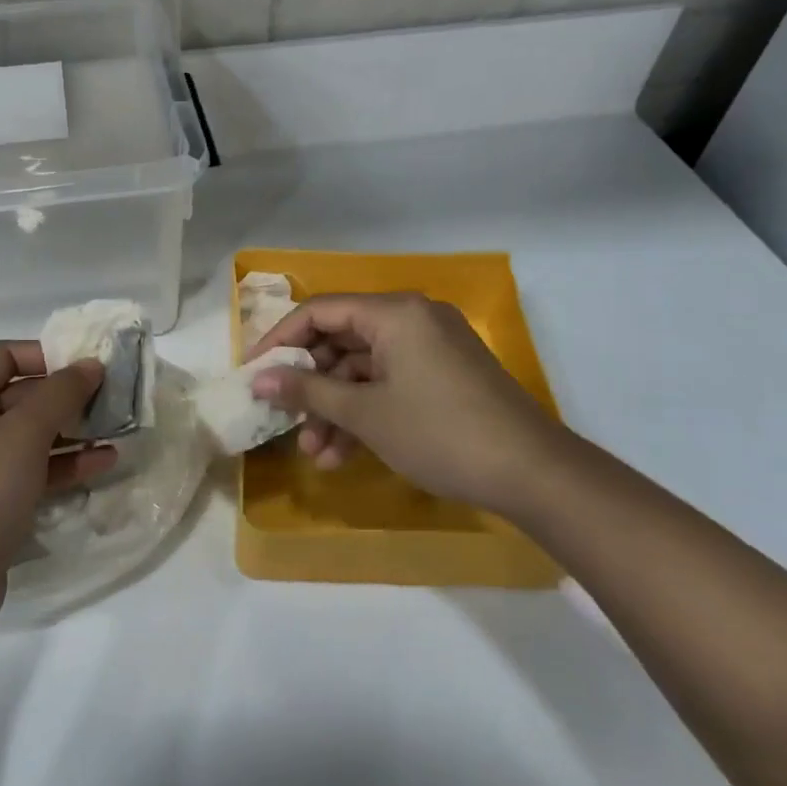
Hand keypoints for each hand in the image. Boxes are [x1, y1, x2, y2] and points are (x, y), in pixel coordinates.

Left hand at [0, 341, 117, 634]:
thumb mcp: (24, 434)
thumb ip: (60, 393)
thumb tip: (89, 364)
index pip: (3, 355)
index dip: (47, 354)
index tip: (89, 364)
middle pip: (18, 395)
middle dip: (66, 395)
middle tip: (112, 397)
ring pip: (28, 435)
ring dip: (71, 430)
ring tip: (116, 429)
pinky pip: (28, 469)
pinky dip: (62, 464)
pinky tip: (102, 463)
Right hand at [248, 293, 572, 515]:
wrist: (534, 474)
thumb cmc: (440, 433)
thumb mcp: (366, 414)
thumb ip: (308, 392)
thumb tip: (259, 380)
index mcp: (394, 313)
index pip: (320, 311)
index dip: (280, 341)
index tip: (252, 372)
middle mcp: (411, 320)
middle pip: (341, 342)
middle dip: (310, 386)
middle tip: (282, 418)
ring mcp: (430, 349)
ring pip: (363, 370)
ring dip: (335, 410)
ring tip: (313, 454)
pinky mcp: (442, 377)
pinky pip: (388, 385)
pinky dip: (364, 414)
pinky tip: (342, 455)